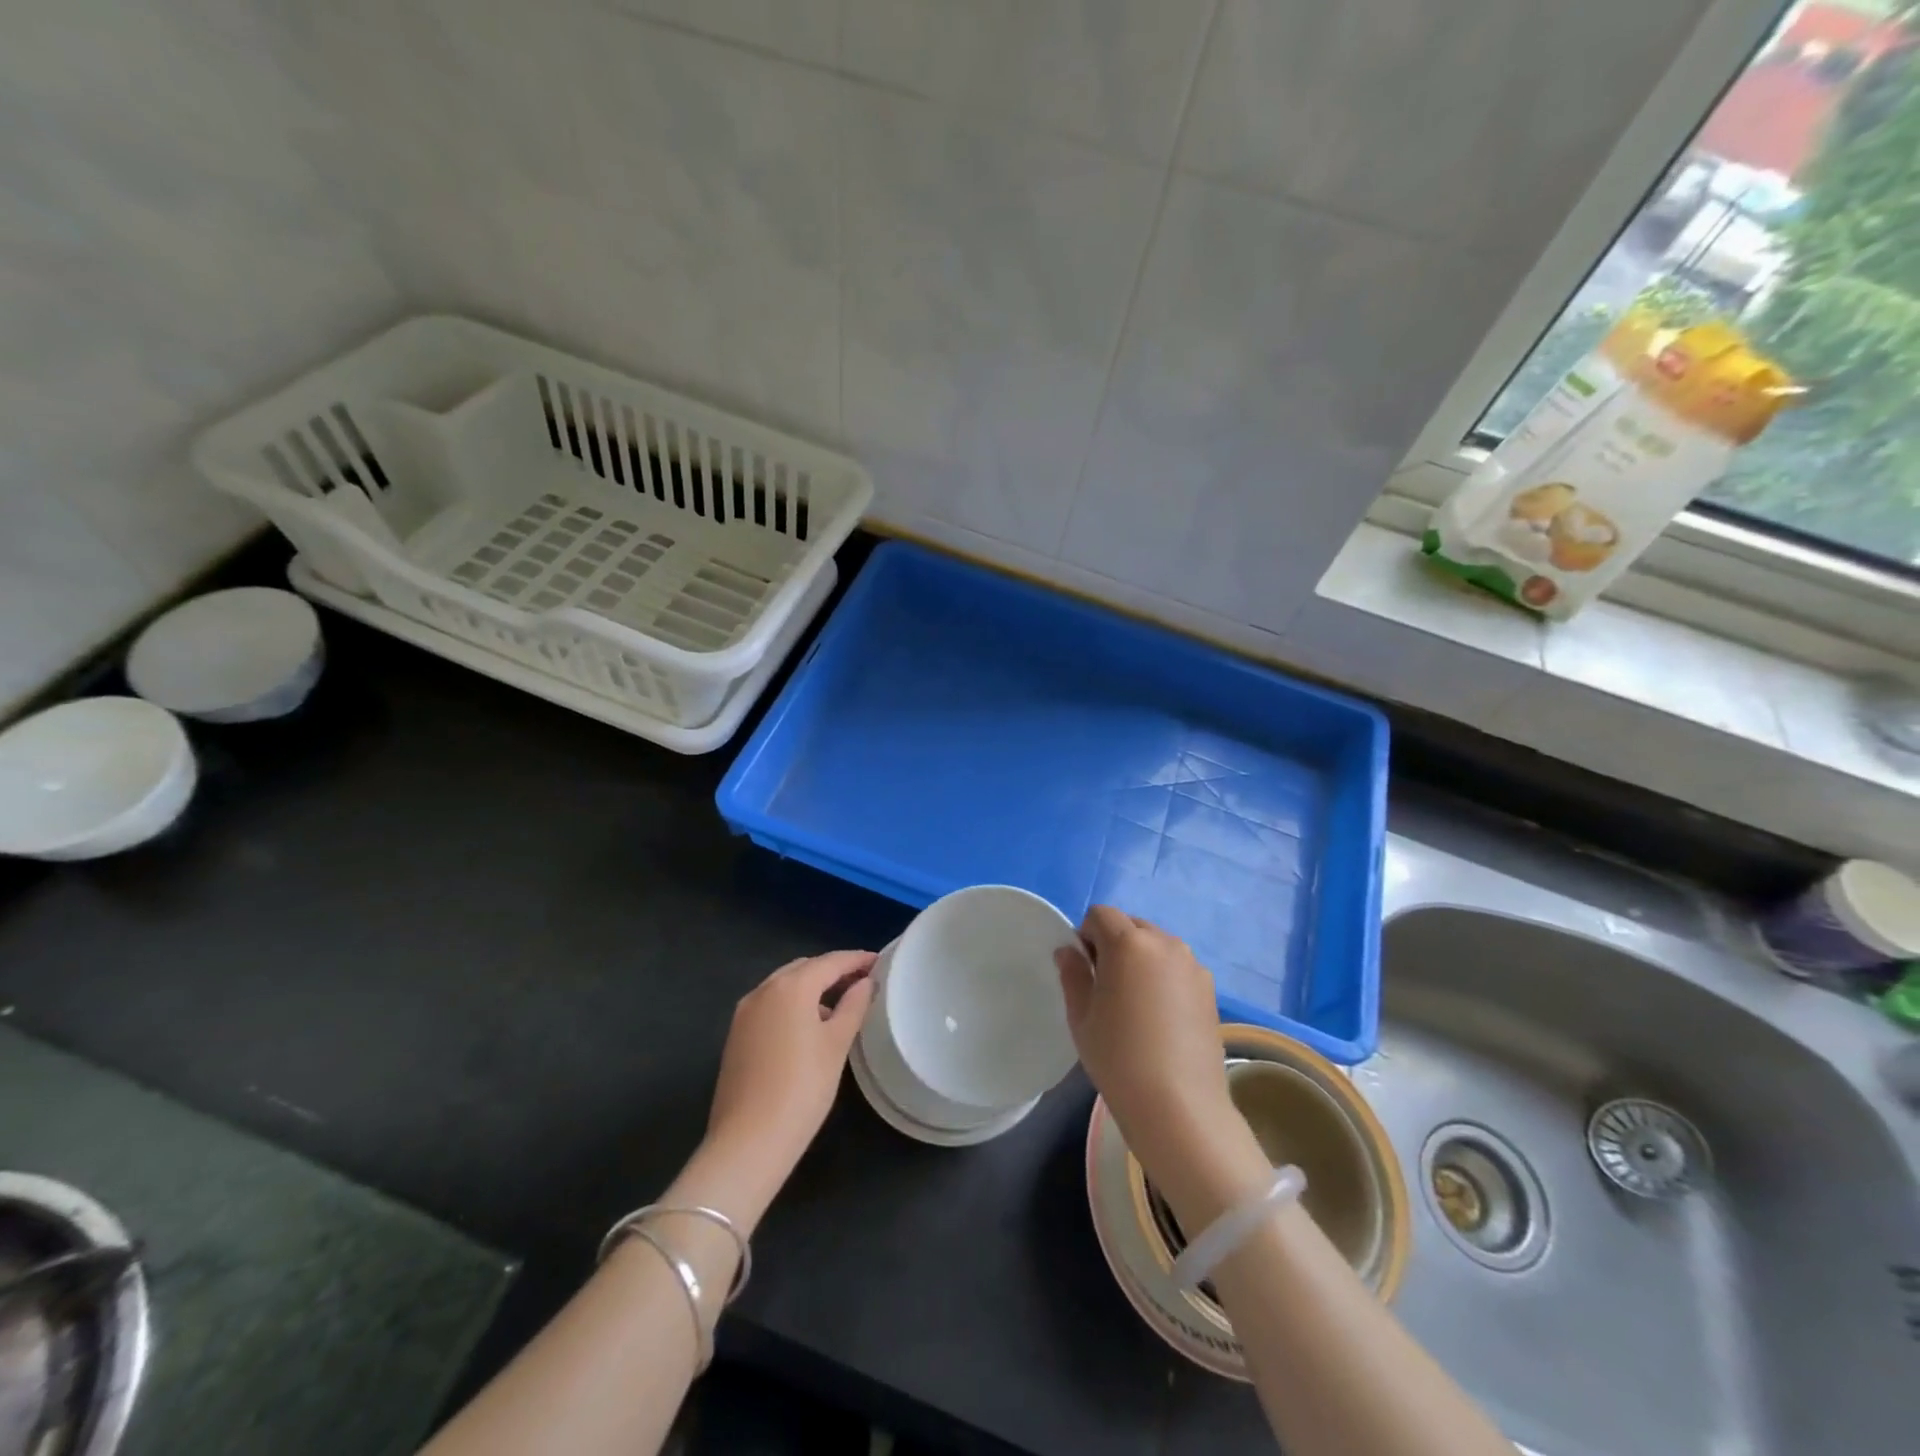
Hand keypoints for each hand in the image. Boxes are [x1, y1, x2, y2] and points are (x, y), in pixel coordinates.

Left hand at [704, 950, 875, 1197]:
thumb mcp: (836, 1045)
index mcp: (791, 987)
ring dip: (811, 988)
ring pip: (784, 986)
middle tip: (861, 982)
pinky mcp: (736, 1035)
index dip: (857, 960)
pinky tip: (808, 1027)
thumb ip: (853, 1006)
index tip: (879, 962)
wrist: (747, 1142)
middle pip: (804, 969)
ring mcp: (745, 1013)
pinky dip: (792, 1004)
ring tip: (839, 1006)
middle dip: (833, 971)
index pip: (831, 962)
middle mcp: (763, 990)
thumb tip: (865, 983)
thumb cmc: (802, 1088)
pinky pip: (770, 1005)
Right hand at [1056, 909, 1266, 1222]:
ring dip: (1140, 958)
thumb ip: (1073, 973)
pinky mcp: (1210, 988)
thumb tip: (1069, 950)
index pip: (1101, 914)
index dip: (1086, 935)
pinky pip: (1177, 967)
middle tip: (1106, 986)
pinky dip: (1163, 976)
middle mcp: (1165, 943)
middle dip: (1114, 943)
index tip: (1084, 969)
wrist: (1179, 1107)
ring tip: (1134, 1003)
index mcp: (1129, 943)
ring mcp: (1192, 965)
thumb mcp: (1082, 1016)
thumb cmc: (1119, 1058)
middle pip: (1131, 926)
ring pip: (1156, 945)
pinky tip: (1159, 1016)